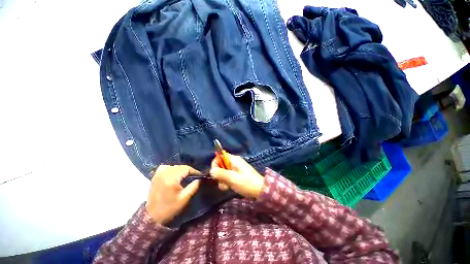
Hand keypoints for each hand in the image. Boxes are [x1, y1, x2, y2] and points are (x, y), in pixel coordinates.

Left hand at [146, 165, 200, 224]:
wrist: (152, 216)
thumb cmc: (169, 208)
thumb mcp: (184, 198)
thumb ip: (193, 187)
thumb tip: (199, 179)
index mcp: (171, 178)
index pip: (186, 168)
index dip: (194, 171)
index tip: (199, 175)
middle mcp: (164, 173)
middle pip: (180, 166)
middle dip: (188, 170)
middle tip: (194, 176)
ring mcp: (158, 174)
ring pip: (174, 166)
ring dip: (181, 169)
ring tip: (185, 175)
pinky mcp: (155, 176)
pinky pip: (166, 167)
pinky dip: (171, 169)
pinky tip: (174, 174)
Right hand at [210, 154, 263, 198]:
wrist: (261, 190)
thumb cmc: (246, 183)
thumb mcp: (232, 178)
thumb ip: (221, 174)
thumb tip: (211, 171)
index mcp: (234, 159)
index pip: (220, 156)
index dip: (215, 164)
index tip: (215, 174)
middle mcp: (234, 162)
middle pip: (221, 165)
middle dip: (219, 174)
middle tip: (222, 182)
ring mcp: (236, 168)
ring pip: (224, 172)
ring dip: (222, 180)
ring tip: (226, 187)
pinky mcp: (238, 174)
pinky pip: (228, 176)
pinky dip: (227, 181)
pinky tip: (228, 188)